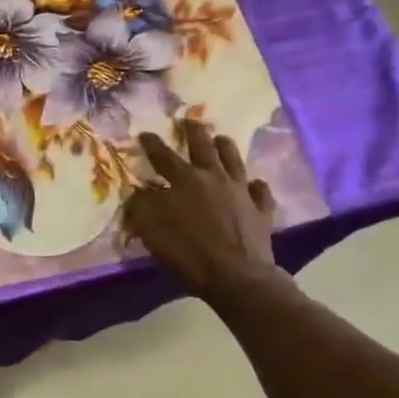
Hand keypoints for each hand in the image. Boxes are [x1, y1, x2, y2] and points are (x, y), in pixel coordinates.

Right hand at [123, 120, 280, 295]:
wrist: (237, 276)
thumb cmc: (188, 252)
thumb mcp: (152, 229)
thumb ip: (142, 206)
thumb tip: (137, 192)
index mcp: (185, 180)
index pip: (163, 156)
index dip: (152, 144)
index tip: (144, 134)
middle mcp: (214, 178)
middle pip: (203, 148)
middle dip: (194, 132)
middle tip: (190, 120)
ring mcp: (241, 193)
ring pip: (234, 161)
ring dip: (226, 148)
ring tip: (222, 138)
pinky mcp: (261, 211)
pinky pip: (260, 192)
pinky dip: (255, 185)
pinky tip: (254, 184)